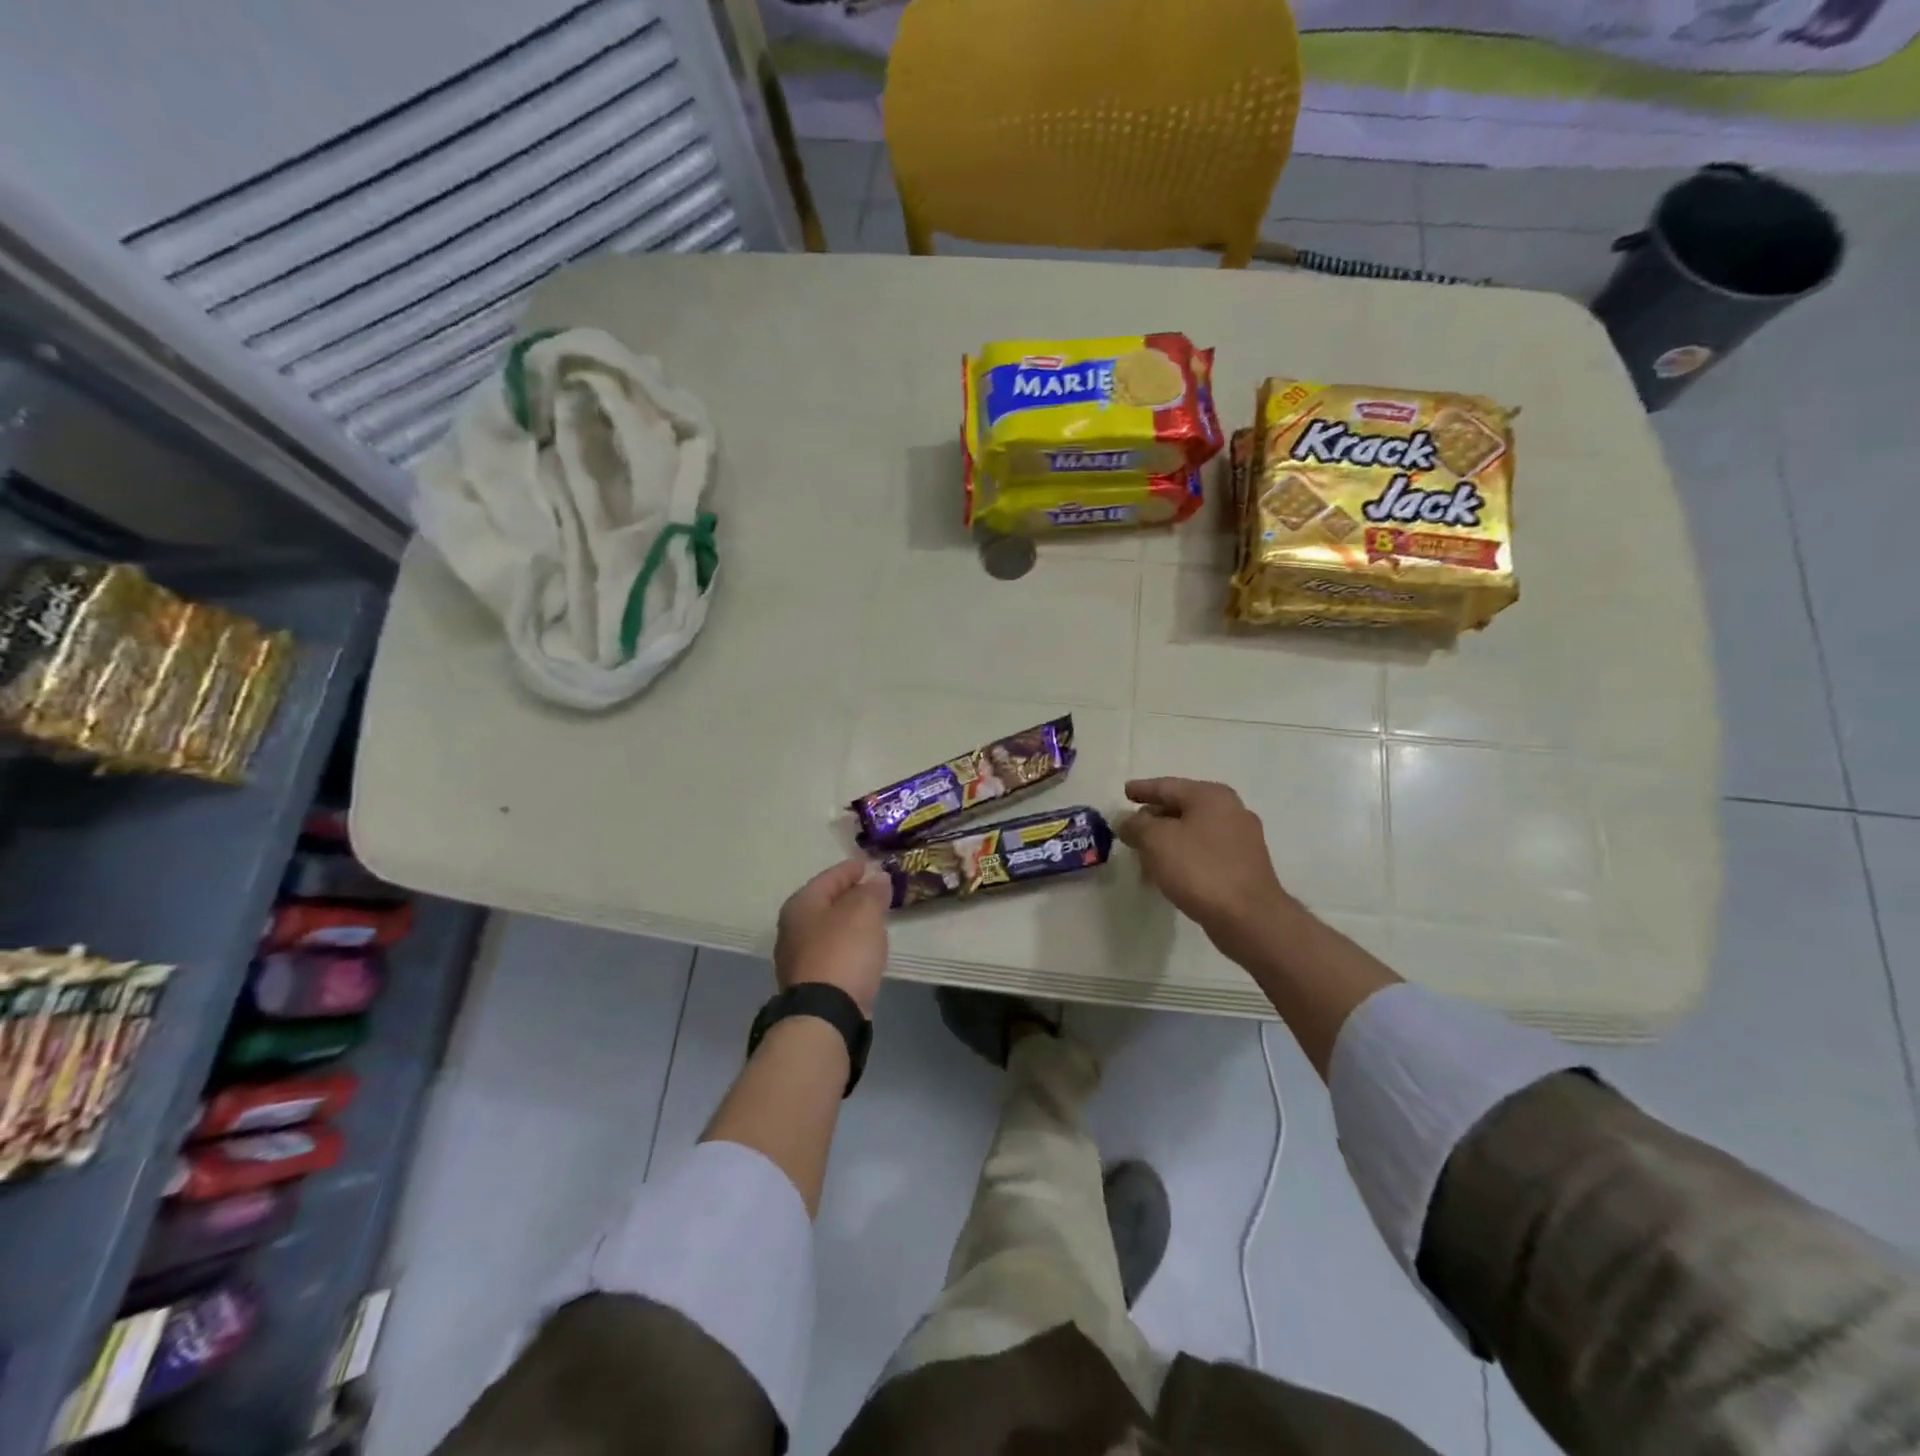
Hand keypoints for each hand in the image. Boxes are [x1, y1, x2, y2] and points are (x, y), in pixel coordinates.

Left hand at [774, 859, 890, 1016]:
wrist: (825, 1014)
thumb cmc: (843, 952)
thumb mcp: (864, 913)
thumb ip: (872, 892)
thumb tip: (878, 879)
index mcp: (801, 904)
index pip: (830, 877)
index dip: (852, 869)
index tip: (871, 865)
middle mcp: (792, 928)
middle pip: (826, 902)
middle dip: (850, 895)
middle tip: (876, 891)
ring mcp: (798, 958)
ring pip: (828, 929)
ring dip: (849, 922)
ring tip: (874, 919)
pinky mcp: (809, 983)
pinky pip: (832, 952)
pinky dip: (848, 945)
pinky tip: (863, 949)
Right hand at [1116, 778, 1295, 959]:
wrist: (1248, 917)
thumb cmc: (1199, 869)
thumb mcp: (1156, 841)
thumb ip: (1135, 825)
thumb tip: (1125, 820)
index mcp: (1211, 796)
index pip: (1167, 786)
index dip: (1143, 789)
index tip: (1125, 792)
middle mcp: (1231, 810)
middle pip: (1182, 808)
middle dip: (1154, 818)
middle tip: (1131, 829)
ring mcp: (1241, 839)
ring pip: (1193, 832)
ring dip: (1167, 841)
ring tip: (1144, 856)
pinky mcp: (1243, 866)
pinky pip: (1204, 853)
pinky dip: (1183, 857)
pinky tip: (1168, 873)